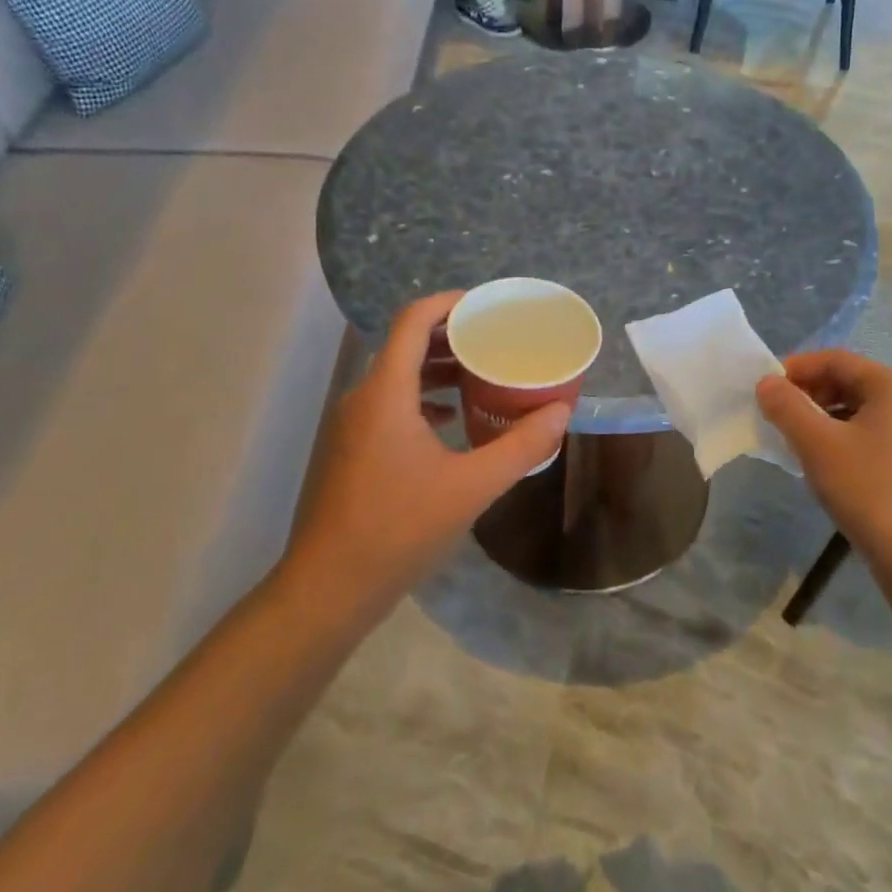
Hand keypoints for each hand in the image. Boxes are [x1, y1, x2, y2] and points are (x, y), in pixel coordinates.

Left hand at [280, 293, 569, 613]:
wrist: (329, 588)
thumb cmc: (400, 529)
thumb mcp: (472, 486)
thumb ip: (521, 446)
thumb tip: (562, 412)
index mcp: (387, 392)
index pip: (414, 320)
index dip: (450, 303)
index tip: (489, 305)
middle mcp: (364, 398)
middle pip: (407, 344)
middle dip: (452, 336)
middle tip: (497, 339)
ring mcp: (354, 425)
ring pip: (398, 376)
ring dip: (438, 368)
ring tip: (482, 374)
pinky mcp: (353, 450)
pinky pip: (391, 404)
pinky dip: (423, 398)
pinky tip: (452, 419)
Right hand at [757, 351, 891, 561]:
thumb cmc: (869, 490)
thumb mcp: (818, 444)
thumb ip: (787, 407)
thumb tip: (766, 382)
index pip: (835, 359)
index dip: (796, 367)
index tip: (765, 388)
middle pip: (847, 381)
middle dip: (807, 393)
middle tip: (775, 414)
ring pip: (855, 411)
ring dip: (820, 417)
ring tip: (791, 439)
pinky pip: (866, 435)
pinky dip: (838, 438)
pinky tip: (820, 462)